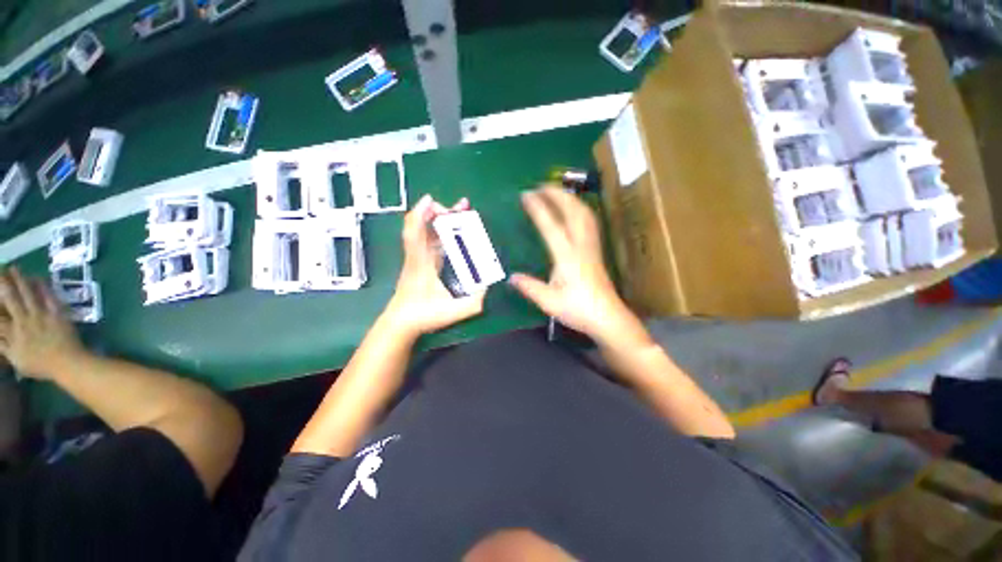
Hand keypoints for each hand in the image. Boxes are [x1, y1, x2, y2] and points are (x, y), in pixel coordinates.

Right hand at [0, 268, 85, 379]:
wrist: (68, 364)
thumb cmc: (42, 366)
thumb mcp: (17, 360)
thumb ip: (4, 347)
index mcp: (13, 334)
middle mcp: (24, 321)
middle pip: (10, 299)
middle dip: (3, 284)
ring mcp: (41, 316)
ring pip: (27, 293)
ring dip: (20, 280)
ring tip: (14, 268)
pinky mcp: (56, 313)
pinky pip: (48, 296)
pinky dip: (42, 286)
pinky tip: (37, 277)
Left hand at [383, 195, 485, 337]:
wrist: (400, 323)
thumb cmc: (422, 316)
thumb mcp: (452, 312)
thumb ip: (473, 303)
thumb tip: (488, 289)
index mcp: (421, 265)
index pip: (415, 235)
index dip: (420, 214)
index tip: (431, 200)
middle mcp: (416, 257)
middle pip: (421, 227)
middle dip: (439, 212)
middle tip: (461, 205)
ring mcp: (416, 259)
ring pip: (424, 231)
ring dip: (438, 218)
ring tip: (458, 212)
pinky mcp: (419, 262)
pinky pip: (426, 239)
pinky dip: (436, 229)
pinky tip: (448, 228)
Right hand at [510, 186, 644, 345]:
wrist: (608, 318)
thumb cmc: (578, 309)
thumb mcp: (548, 302)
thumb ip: (529, 287)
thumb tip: (511, 277)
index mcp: (566, 256)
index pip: (550, 225)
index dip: (538, 208)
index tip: (526, 195)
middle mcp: (580, 245)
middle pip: (572, 211)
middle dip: (556, 194)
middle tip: (540, 186)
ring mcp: (591, 246)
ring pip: (584, 214)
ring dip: (570, 199)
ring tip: (556, 192)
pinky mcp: (596, 250)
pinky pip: (590, 222)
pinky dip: (581, 209)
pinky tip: (575, 210)